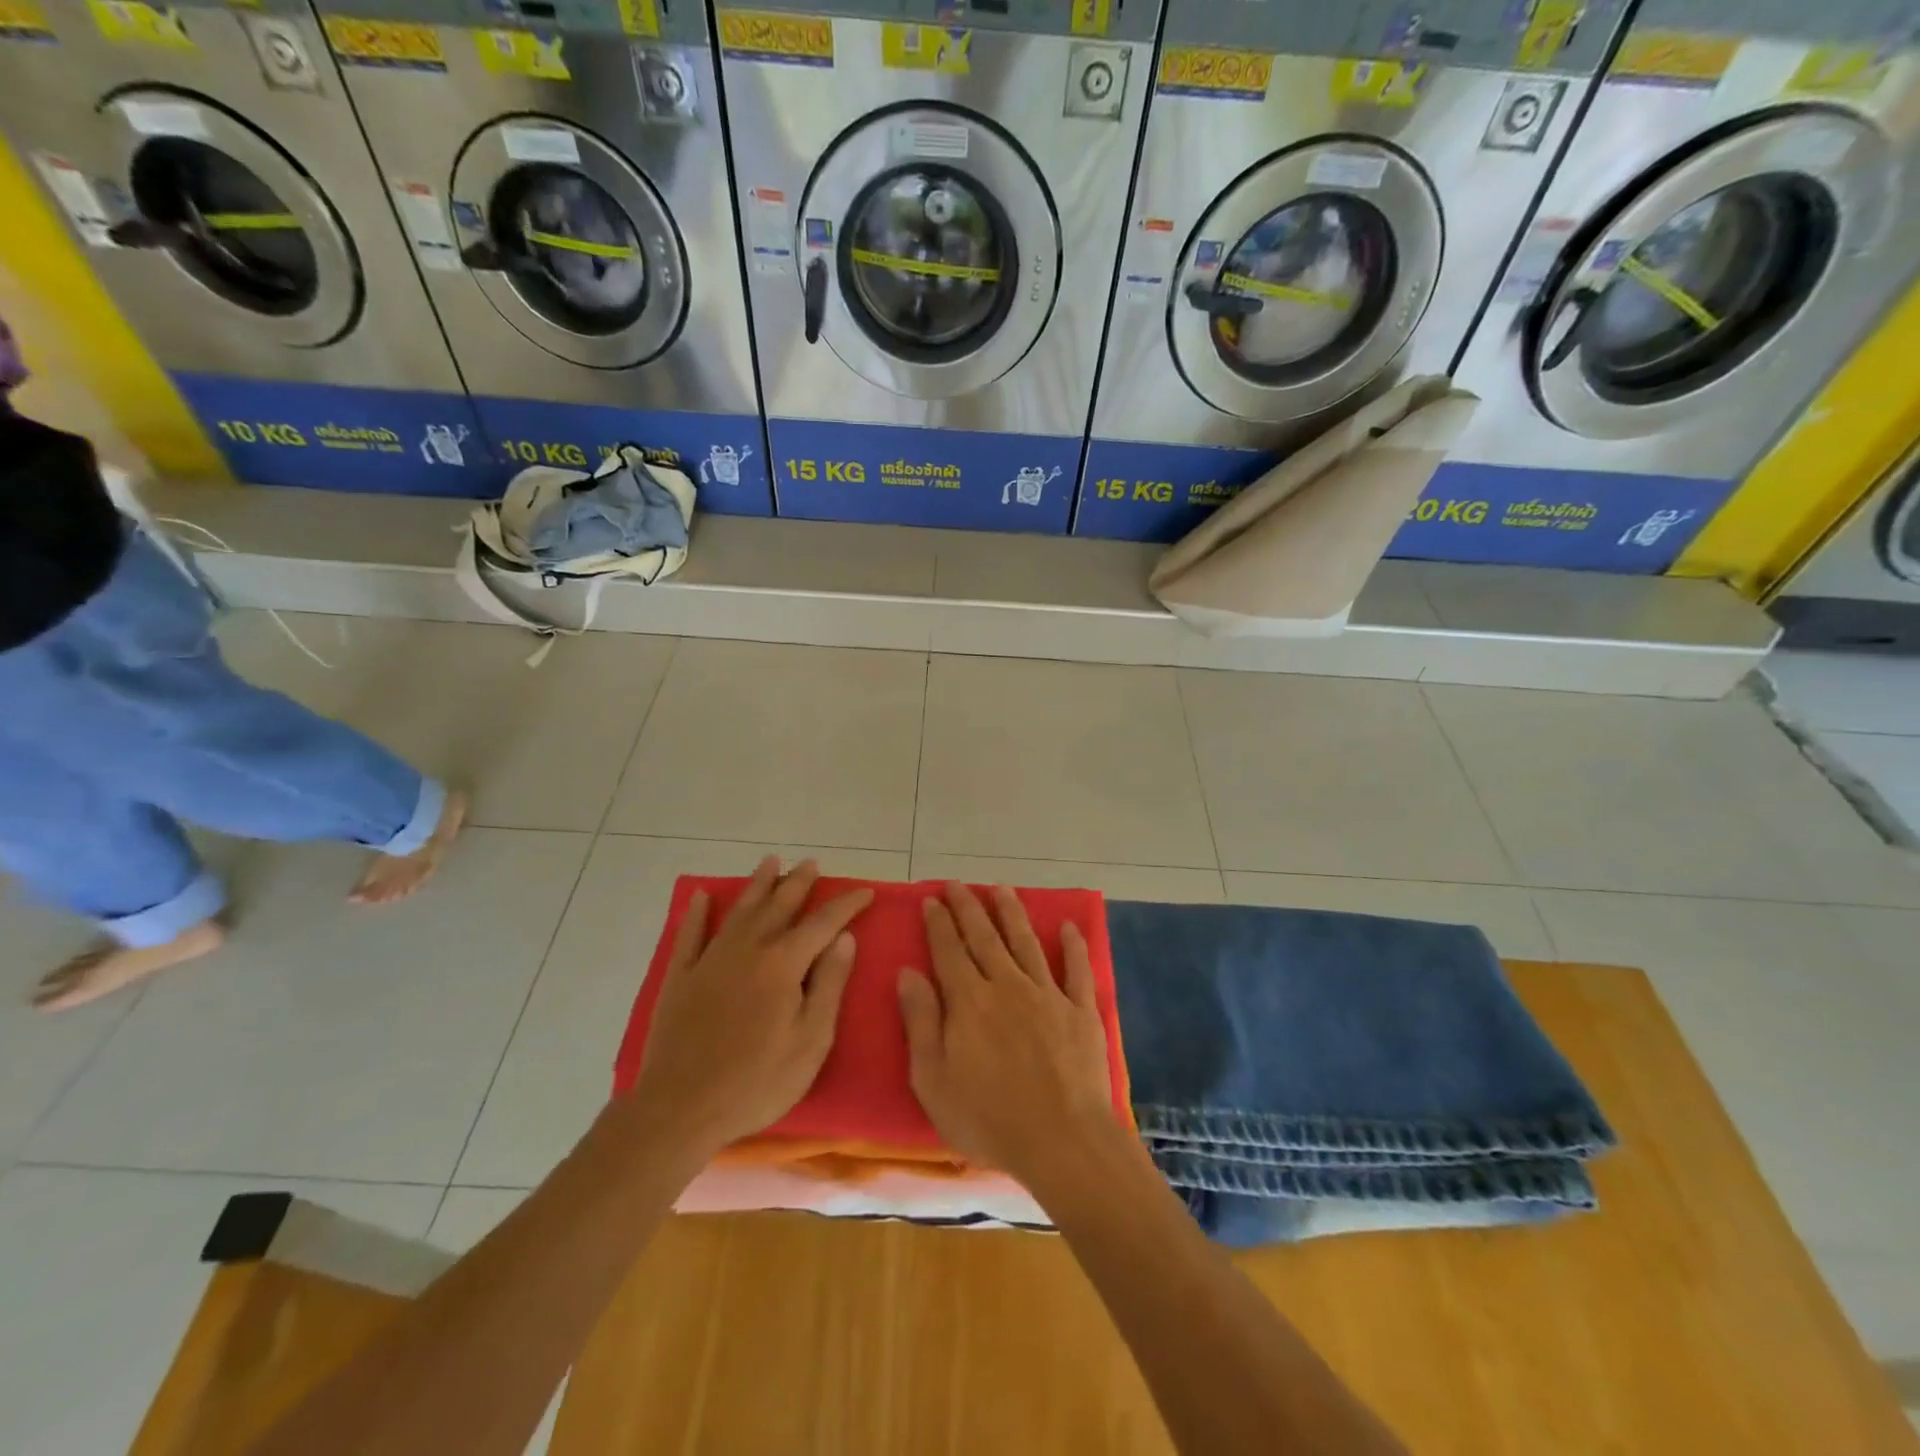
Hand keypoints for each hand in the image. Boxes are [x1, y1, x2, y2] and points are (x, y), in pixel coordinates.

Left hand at [631, 856, 872, 1157]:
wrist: (681, 1109)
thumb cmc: (757, 1081)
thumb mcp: (811, 1040)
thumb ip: (829, 984)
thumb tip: (845, 938)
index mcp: (783, 964)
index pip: (822, 923)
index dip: (846, 905)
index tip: (865, 891)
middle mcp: (748, 949)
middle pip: (779, 906)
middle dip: (799, 882)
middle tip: (812, 864)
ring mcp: (710, 960)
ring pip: (739, 910)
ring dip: (758, 884)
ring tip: (771, 861)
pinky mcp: (681, 978)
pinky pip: (690, 935)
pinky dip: (697, 914)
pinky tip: (700, 897)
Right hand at [896, 883, 1117, 1186]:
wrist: (1062, 1140)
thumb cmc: (988, 1119)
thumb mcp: (934, 1080)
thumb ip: (921, 1022)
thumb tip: (908, 972)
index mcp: (969, 1001)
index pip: (948, 951)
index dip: (939, 923)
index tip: (932, 898)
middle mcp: (1007, 985)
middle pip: (984, 938)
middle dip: (969, 908)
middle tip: (959, 884)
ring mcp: (1047, 994)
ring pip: (1026, 942)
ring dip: (1012, 913)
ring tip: (1002, 889)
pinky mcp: (1081, 1010)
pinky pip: (1077, 969)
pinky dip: (1073, 946)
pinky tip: (1068, 926)